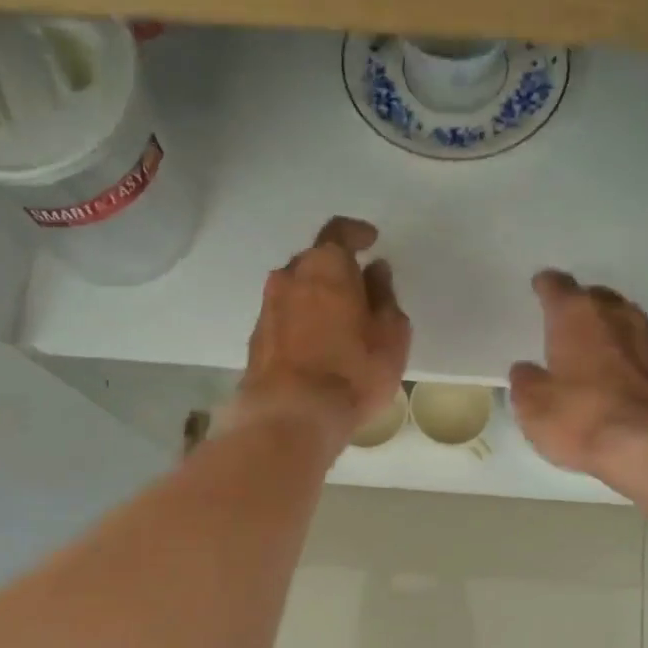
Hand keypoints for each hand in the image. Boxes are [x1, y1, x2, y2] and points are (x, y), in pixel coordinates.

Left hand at [235, 217, 410, 442]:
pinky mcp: (256, 339)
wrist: (289, 415)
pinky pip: (285, 317)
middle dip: (336, 269)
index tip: (371, 240)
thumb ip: (385, 297)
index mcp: (326, 266)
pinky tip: (317, 344)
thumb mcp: (390, 336)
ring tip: (339, 320)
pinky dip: (301, 321)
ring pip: (296, 289)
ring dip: (316, 296)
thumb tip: (375, 271)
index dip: (356, 232)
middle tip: (359, 288)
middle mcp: (289, 277)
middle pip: (314, 261)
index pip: (338, 231)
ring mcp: (267, 308)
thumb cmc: (352, 372)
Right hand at [510, 271, 647, 477]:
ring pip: (628, 320)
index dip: (546, 285)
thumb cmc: (582, 417)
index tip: (540, 285)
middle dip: (583, 303)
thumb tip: (527, 371)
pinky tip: (632, 368)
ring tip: (600, 340)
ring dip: (613, 327)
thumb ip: (526, 382)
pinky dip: (637, 356)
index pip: (557, 287)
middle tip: (569, 316)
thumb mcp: (533, 406)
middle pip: (598, 298)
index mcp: (576, 316)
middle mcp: (616, 317)